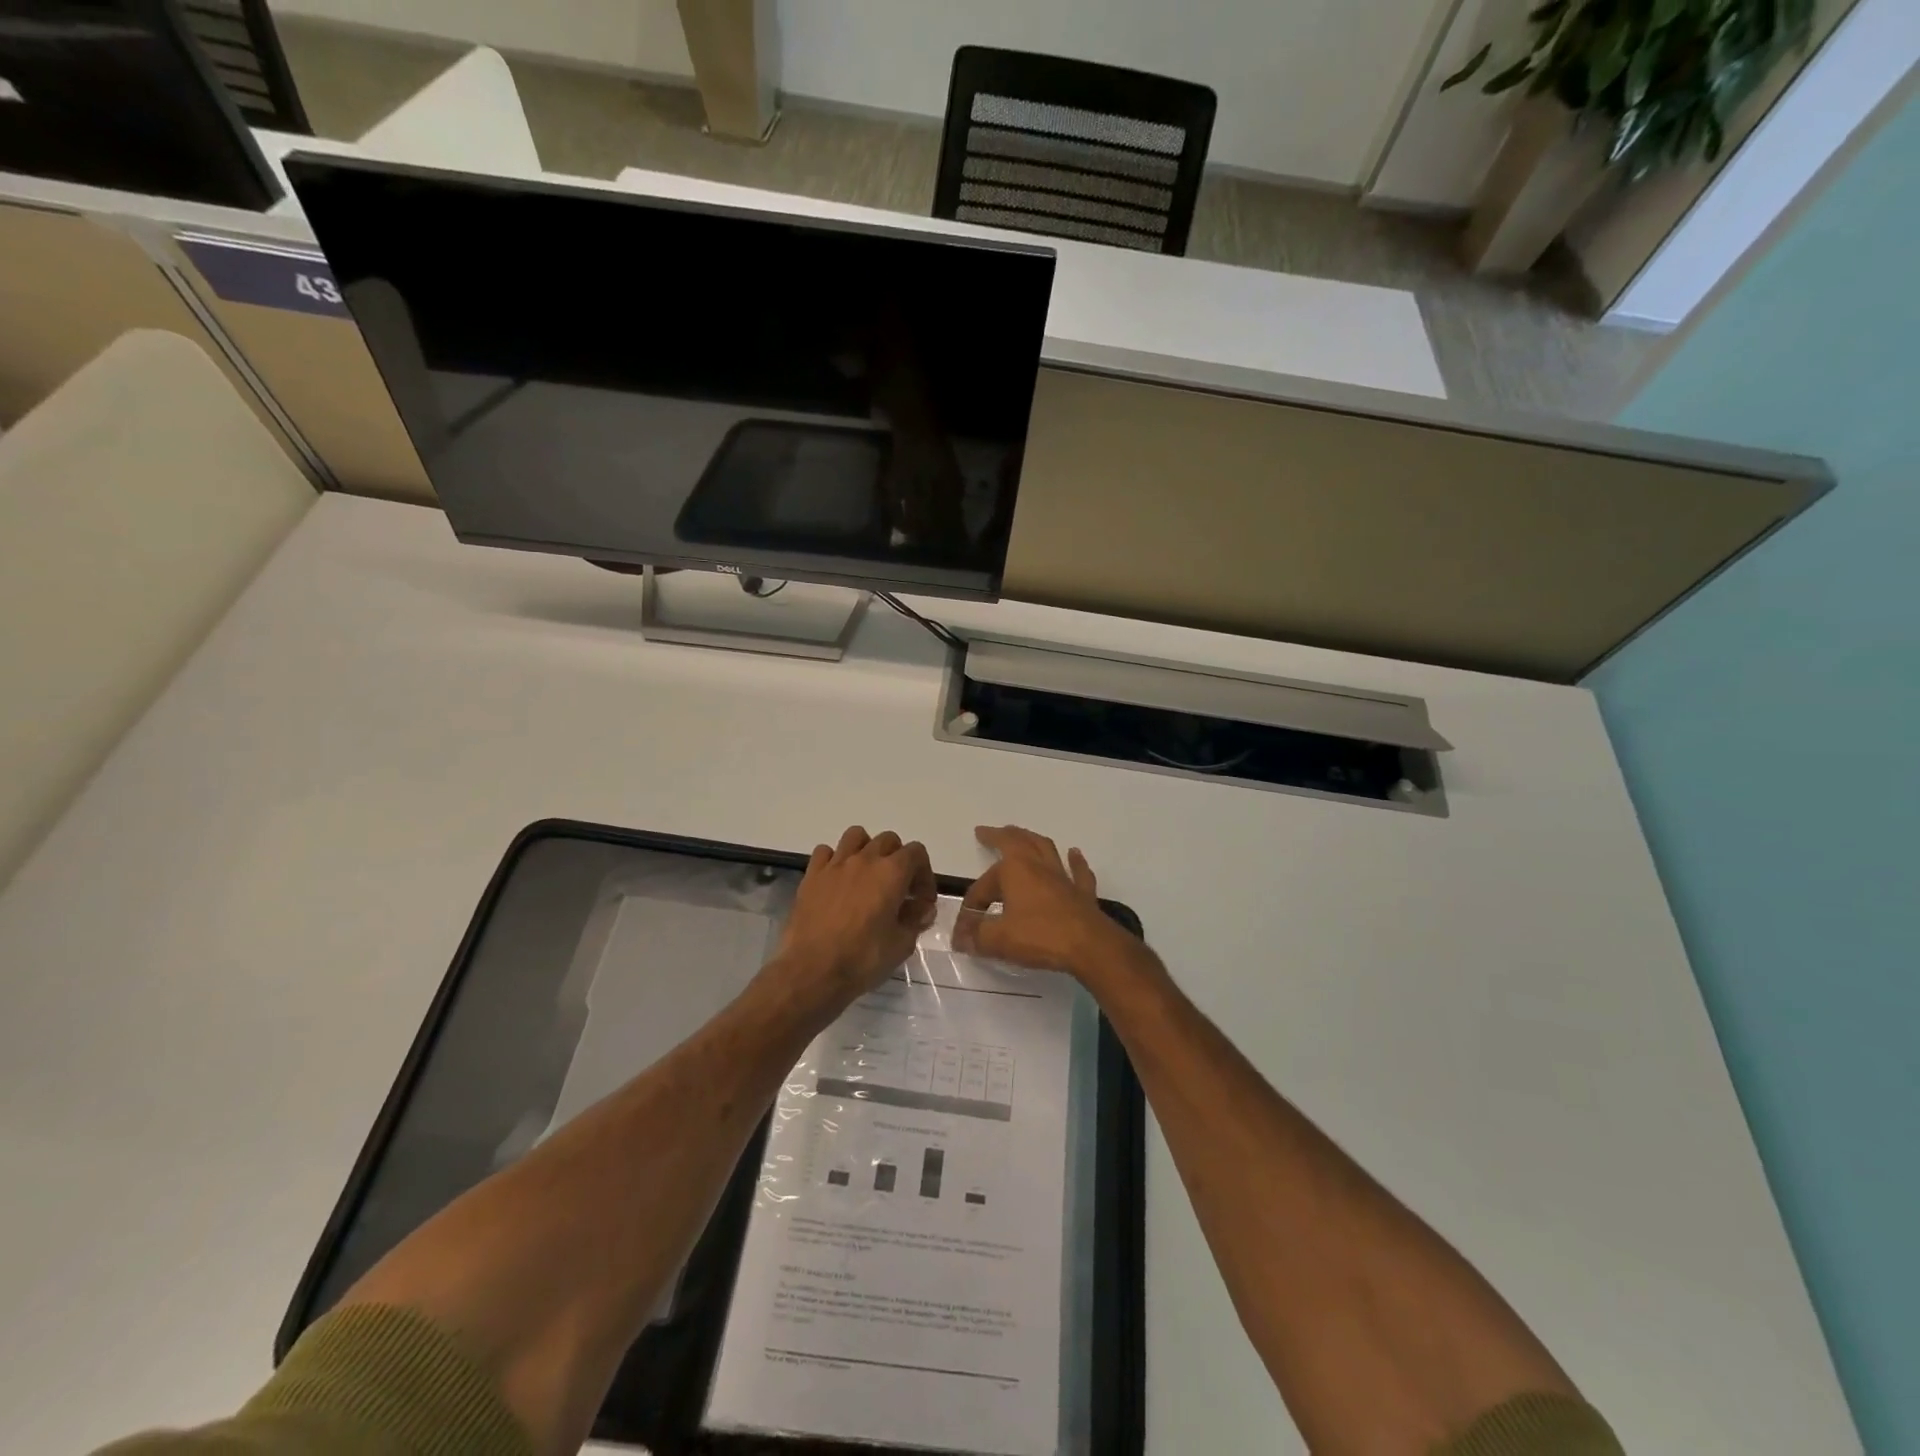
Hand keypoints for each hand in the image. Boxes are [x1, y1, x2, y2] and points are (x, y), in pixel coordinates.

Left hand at [773, 826, 936, 1009]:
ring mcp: (835, 864)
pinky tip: (837, 881)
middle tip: (898, 889)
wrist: (811, 971)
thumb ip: (915, 920)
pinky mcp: (811, 875)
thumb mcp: (901, 945)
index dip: (924, 874)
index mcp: (892, 873)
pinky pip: (825, 852)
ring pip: (856, 836)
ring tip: (867, 875)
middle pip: (888, 840)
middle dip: (899, 860)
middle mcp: (865, 859)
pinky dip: (834, 860)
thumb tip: (922, 908)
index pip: (917, 852)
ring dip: (867, 849)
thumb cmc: (862, 959)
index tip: (921, 900)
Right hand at [954, 826, 1139, 981]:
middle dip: (1000, 836)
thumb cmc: (1040, 937)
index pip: (983, 885)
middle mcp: (1038, 866)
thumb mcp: (999, 939)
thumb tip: (960, 937)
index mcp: (1014, 870)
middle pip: (1018, 841)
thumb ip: (976, 936)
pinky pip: (1078, 871)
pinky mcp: (1082, 892)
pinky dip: (1075, 861)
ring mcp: (1063, 877)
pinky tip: (1074, 853)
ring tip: (1023, 835)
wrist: (1090, 946)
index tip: (965, 928)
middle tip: (989, 832)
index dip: (971, 905)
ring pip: (1046, 848)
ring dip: (1032, 840)